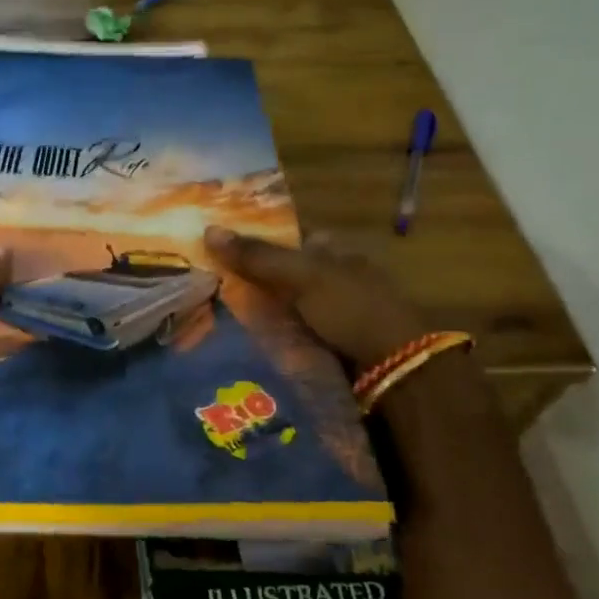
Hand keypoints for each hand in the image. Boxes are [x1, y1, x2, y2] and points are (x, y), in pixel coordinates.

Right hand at [204, 226, 428, 370]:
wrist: (393, 369)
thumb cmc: (352, 309)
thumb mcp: (303, 276)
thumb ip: (258, 256)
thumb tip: (208, 230)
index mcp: (335, 250)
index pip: (286, 237)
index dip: (253, 239)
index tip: (215, 247)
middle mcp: (332, 276)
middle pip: (279, 272)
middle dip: (247, 278)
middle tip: (205, 282)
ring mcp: (329, 312)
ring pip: (280, 304)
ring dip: (253, 310)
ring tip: (209, 311)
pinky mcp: (325, 342)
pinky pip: (285, 332)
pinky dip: (265, 334)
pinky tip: (237, 338)